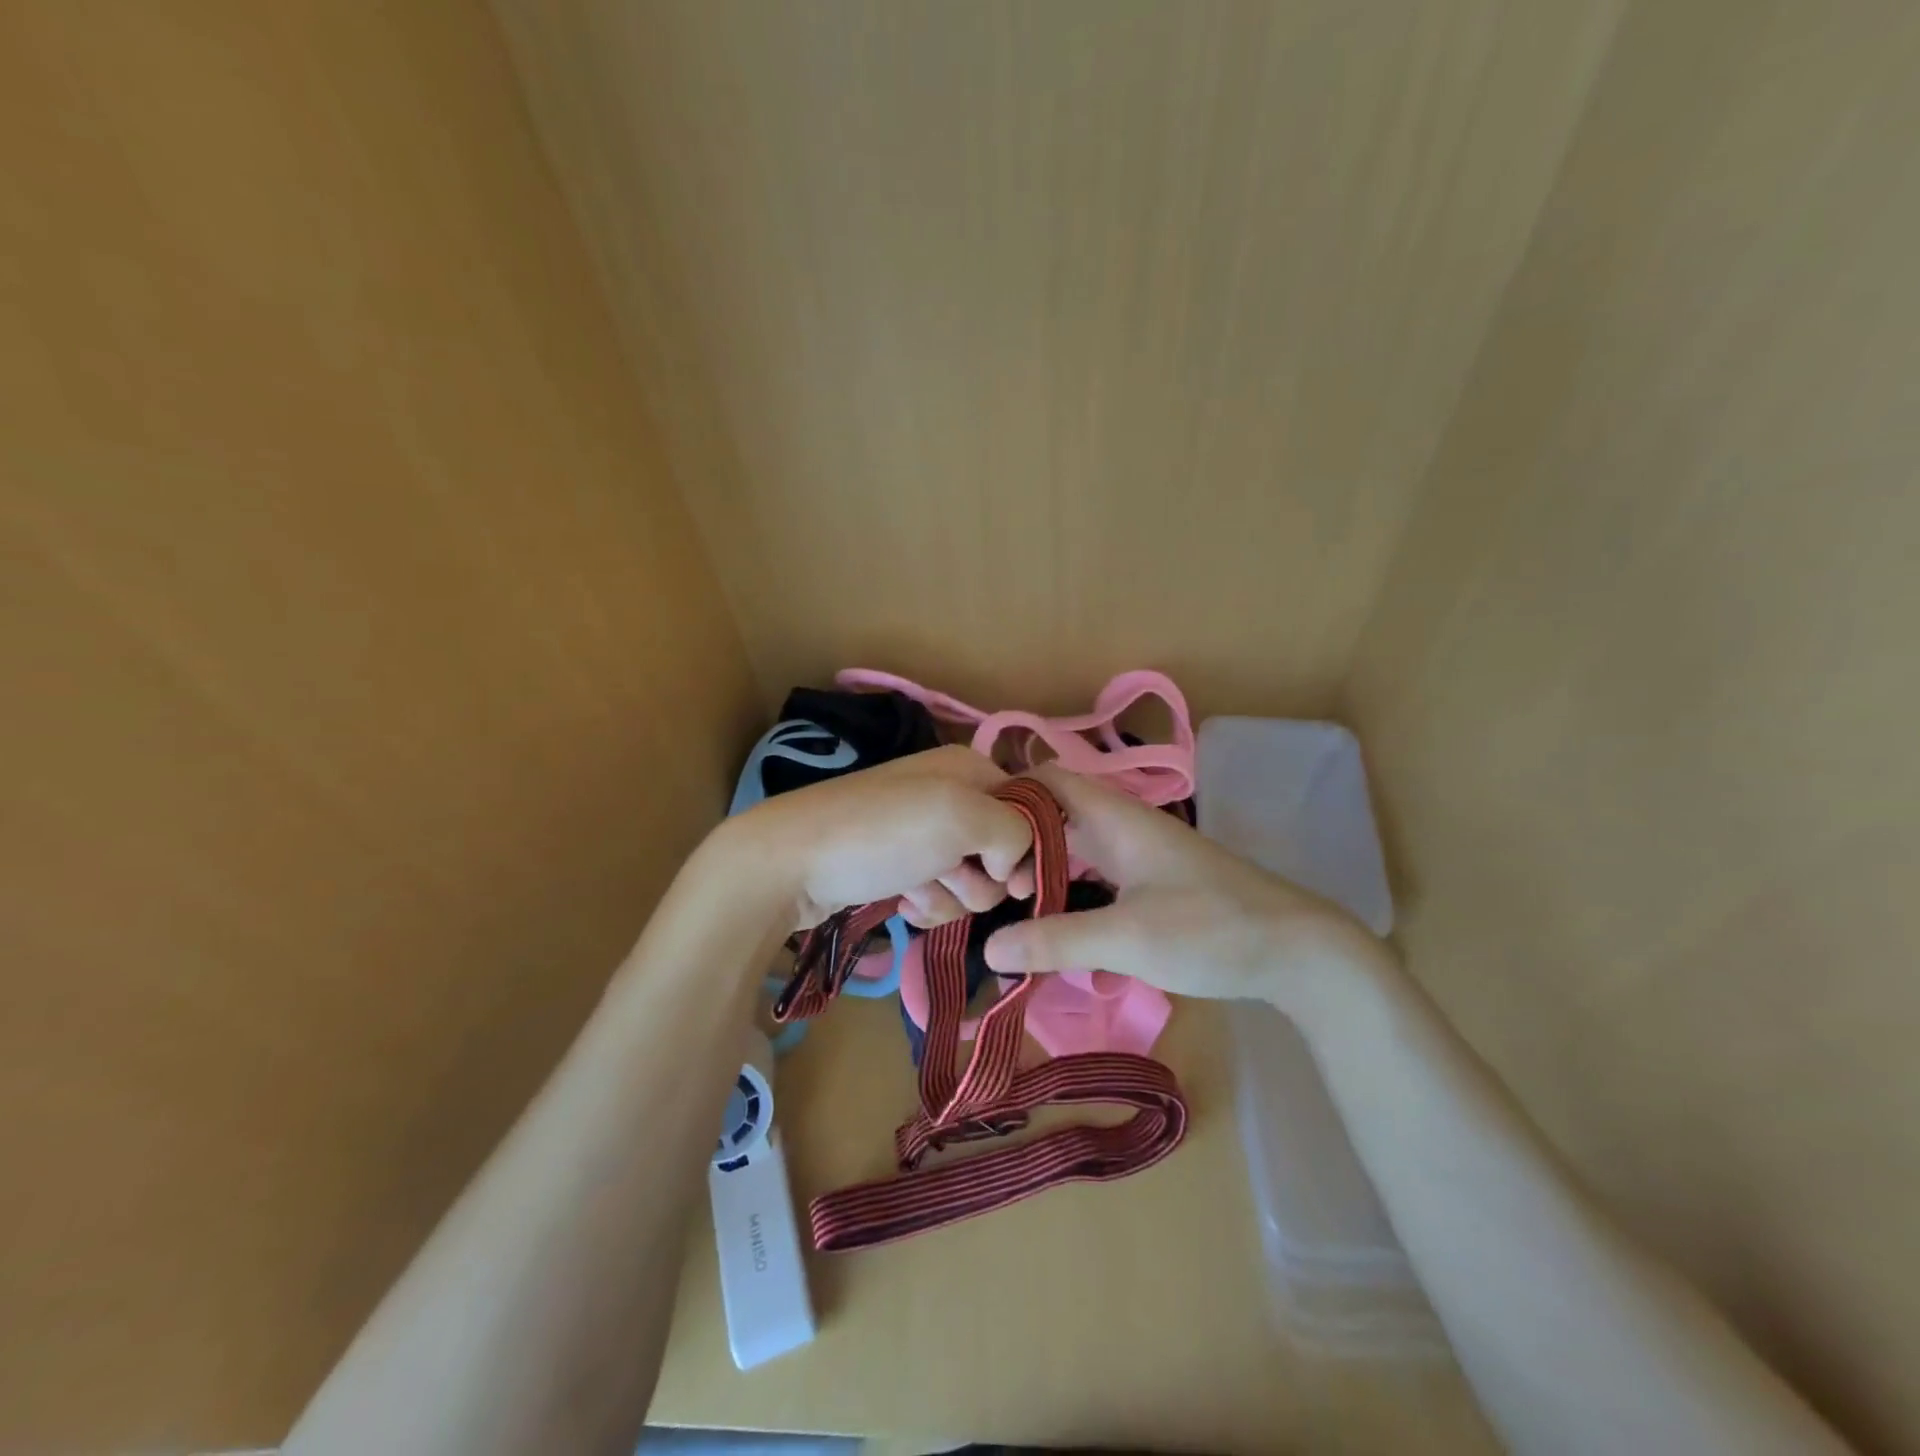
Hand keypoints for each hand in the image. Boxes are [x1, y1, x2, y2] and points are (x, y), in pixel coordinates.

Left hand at [721, 746, 1034, 929]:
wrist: (789, 863)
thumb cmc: (880, 832)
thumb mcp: (960, 816)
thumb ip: (1014, 831)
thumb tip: (1013, 862)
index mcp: (968, 769)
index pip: (1029, 807)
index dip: (1028, 845)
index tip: (1009, 876)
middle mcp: (948, 796)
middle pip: (1001, 850)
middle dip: (981, 876)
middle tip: (949, 874)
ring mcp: (920, 833)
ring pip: (971, 880)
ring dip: (951, 894)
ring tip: (915, 889)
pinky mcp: (898, 866)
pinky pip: (938, 894)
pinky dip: (926, 903)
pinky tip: (902, 901)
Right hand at [981, 764, 1392, 1019]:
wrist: (1299, 952)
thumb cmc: (1210, 929)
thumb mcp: (1127, 938)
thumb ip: (1056, 941)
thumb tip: (989, 947)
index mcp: (1115, 818)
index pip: (1049, 780)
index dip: (1009, 795)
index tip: (975, 835)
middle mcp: (1124, 828)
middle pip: (1057, 818)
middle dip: (1019, 845)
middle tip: (984, 885)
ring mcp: (1141, 858)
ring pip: (1077, 851)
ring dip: (1044, 874)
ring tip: (1008, 909)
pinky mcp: (1154, 886)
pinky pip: (1097, 879)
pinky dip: (1071, 896)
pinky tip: (1055, 931)